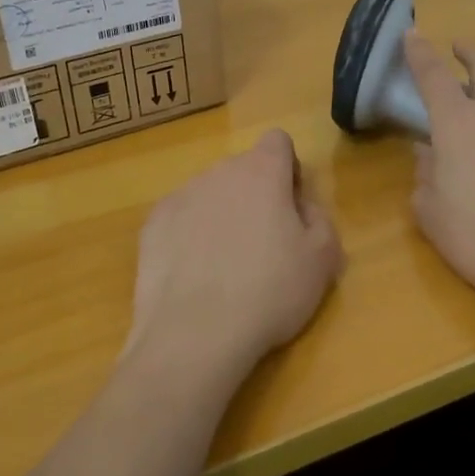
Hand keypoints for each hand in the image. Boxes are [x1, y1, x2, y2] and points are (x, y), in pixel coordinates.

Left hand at [128, 129, 343, 380]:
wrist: (194, 334)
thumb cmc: (269, 292)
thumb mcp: (322, 260)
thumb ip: (320, 219)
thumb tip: (302, 206)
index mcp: (262, 172)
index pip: (277, 141)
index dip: (288, 169)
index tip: (290, 206)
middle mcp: (218, 172)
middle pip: (243, 170)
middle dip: (255, 196)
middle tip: (264, 245)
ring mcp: (180, 196)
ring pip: (210, 194)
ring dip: (221, 215)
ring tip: (225, 267)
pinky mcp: (152, 225)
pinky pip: (180, 219)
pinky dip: (189, 236)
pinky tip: (194, 275)